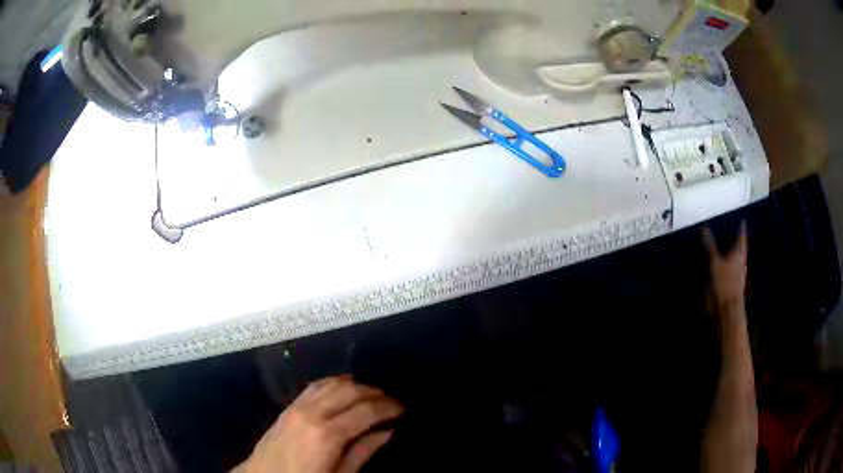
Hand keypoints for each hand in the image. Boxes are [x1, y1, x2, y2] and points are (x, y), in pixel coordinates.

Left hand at [235, 376, 403, 472]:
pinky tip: (343, 388)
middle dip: (375, 393)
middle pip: (350, 391)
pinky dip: (333, 382)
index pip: (366, 411)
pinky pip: (314, 386)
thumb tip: (387, 431)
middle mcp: (313, 413)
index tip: (403, 408)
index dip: (388, 407)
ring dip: (356, 385)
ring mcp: (297, 407)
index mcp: (328, 434)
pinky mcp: (288, 406)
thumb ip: (363, 453)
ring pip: (332, 383)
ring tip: (372, 395)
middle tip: (391, 402)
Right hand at [702, 222, 747, 314]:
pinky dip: (727, 265)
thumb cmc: (724, 283)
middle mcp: (740, 262)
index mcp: (739, 253)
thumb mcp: (715, 262)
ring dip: (732, 253)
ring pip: (736, 259)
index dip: (741, 228)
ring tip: (727, 246)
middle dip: (737, 240)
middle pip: (740, 248)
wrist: (727, 310)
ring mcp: (737, 275)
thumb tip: (703, 227)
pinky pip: (730, 270)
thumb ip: (710, 246)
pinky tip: (722, 264)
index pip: (741, 236)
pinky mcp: (732, 285)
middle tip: (734, 231)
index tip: (742, 219)